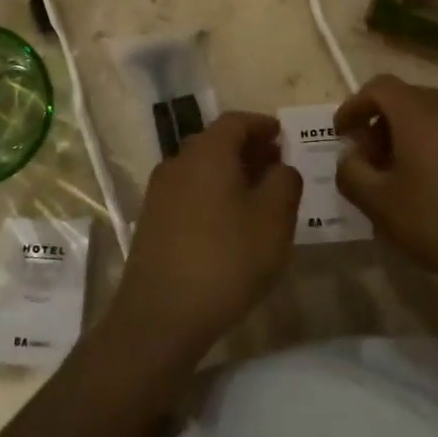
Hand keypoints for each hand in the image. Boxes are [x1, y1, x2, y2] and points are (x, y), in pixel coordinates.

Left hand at [107, 112, 302, 361]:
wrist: (161, 315)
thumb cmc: (226, 259)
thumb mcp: (274, 219)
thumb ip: (285, 182)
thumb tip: (281, 166)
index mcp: (207, 152)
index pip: (236, 121)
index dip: (263, 125)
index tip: (284, 137)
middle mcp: (178, 162)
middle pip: (216, 143)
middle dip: (249, 150)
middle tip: (277, 168)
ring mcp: (160, 193)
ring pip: (201, 169)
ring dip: (231, 174)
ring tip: (259, 198)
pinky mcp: (152, 221)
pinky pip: (189, 193)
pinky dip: (213, 195)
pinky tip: (230, 224)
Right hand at [335, 75, 437, 303]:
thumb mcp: (381, 205)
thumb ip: (352, 173)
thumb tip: (351, 156)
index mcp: (421, 110)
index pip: (378, 88)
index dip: (354, 107)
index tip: (342, 134)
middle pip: (407, 100)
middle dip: (381, 126)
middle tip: (370, 162)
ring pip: (435, 116)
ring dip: (411, 137)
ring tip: (403, 177)